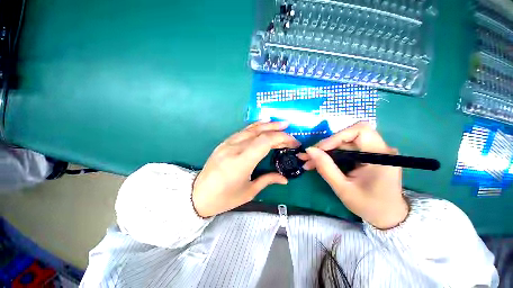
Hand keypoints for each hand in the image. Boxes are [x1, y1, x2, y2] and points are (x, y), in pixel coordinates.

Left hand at [192, 122, 299, 217]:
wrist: (198, 195)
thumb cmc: (224, 198)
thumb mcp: (249, 192)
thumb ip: (268, 180)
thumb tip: (285, 179)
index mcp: (241, 162)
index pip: (264, 142)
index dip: (281, 138)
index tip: (293, 142)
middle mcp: (234, 149)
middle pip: (259, 133)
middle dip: (276, 130)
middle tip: (289, 129)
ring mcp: (227, 144)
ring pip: (250, 129)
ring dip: (266, 125)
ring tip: (279, 123)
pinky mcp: (224, 143)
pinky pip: (242, 131)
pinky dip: (254, 127)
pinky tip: (261, 124)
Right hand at [300, 122, 407, 229]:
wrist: (387, 216)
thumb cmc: (369, 205)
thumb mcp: (343, 188)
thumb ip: (325, 168)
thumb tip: (309, 150)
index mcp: (380, 156)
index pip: (360, 131)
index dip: (337, 136)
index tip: (320, 149)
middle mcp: (379, 149)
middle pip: (347, 137)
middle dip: (325, 145)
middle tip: (308, 156)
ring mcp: (373, 152)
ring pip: (343, 143)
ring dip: (325, 151)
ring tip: (308, 161)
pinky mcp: (366, 156)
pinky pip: (345, 150)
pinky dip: (330, 155)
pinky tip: (318, 162)